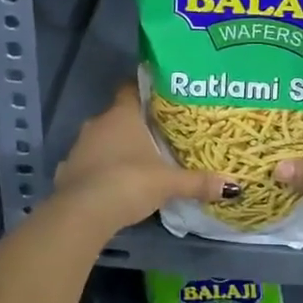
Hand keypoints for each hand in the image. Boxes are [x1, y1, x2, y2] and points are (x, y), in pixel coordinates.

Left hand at [52, 84, 231, 234]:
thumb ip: (199, 182)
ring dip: (115, 148)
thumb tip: (235, 186)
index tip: (160, 96)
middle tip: (158, 133)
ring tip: (138, 160)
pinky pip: (87, 164)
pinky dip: (99, 170)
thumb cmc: (129, 182)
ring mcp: (78, 148)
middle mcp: (97, 124)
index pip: (130, 88)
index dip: (144, 89)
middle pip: (118, 115)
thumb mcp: (169, 183)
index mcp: (122, 115)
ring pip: (101, 140)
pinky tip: (113, 184)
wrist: (82, 213)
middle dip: (135, 124)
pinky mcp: (67, 172)